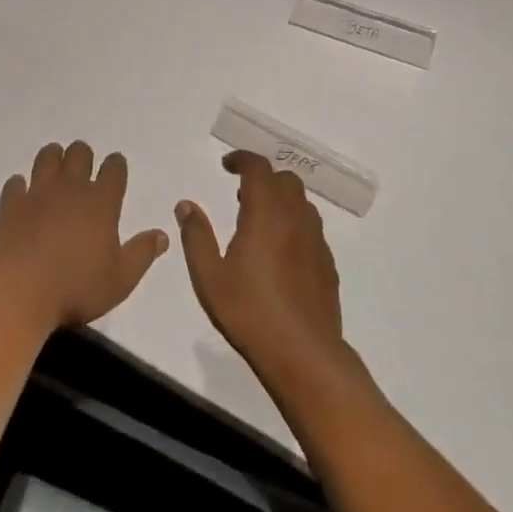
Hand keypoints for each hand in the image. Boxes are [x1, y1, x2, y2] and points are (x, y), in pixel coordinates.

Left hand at [0, 141, 167, 331]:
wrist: (18, 293)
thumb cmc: (75, 288)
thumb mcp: (120, 280)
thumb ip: (142, 254)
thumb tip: (162, 235)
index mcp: (101, 202)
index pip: (113, 169)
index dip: (116, 165)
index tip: (115, 167)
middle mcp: (70, 189)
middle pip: (79, 153)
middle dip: (83, 155)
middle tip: (83, 168)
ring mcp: (37, 193)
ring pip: (47, 157)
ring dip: (53, 158)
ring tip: (55, 169)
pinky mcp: (10, 204)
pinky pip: (16, 182)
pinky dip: (21, 185)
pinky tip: (23, 195)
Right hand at [175, 151, 355, 395]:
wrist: (303, 352)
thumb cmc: (249, 312)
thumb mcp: (209, 276)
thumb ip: (196, 236)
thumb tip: (186, 205)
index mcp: (266, 214)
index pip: (258, 168)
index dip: (242, 159)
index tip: (226, 165)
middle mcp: (295, 218)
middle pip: (285, 179)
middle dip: (263, 177)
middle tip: (241, 193)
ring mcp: (316, 240)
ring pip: (302, 202)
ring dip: (281, 199)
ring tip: (260, 220)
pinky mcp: (327, 262)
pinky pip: (311, 227)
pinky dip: (294, 223)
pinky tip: (280, 251)